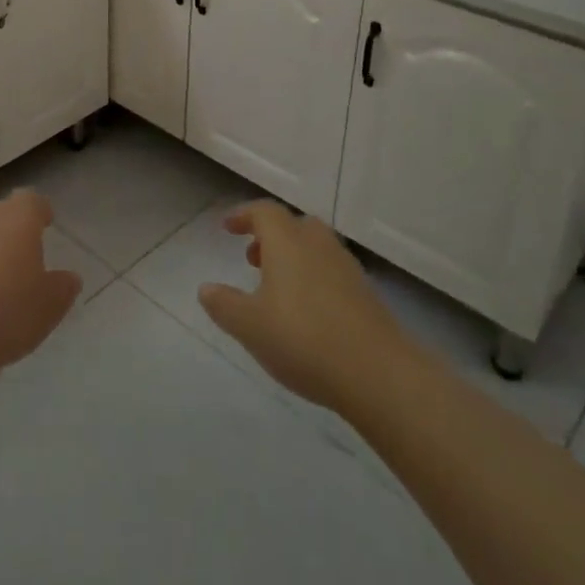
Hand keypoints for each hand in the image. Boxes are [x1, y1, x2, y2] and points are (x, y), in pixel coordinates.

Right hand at [198, 201, 407, 411]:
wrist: (378, 372)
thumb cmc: (303, 339)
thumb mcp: (249, 325)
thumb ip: (224, 305)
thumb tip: (206, 289)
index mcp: (287, 240)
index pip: (263, 212)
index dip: (243, 216)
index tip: (228, 228)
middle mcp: (317, 243)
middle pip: (293, 225)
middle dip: (270, 236)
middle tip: (252, 259)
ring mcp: (346, 267)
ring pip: (314, 247)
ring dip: (293, 257)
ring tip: (277, 288)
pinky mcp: (365, 293)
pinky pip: (331, 271)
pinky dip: (313, 277)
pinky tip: (307, 312)